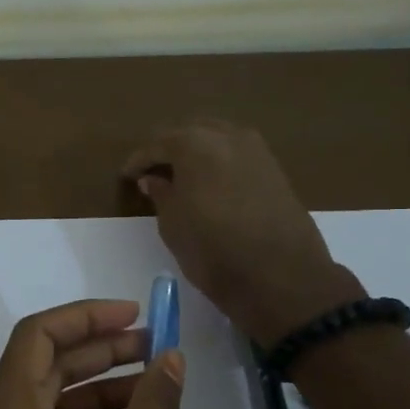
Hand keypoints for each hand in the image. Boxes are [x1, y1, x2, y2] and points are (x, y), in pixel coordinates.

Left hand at [0, 300, 184, 408]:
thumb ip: (154, 401)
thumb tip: (171, 357)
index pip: (38, 336)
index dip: (86, 316)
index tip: (134, 313)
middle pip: (45, 368)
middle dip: (100, 351)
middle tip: (154, 345)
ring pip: (53, 406)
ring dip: (101, 389)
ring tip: (154, 382)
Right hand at [122, 119, 363, 345]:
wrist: (282, 277)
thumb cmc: (214, 251)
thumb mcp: (173, 225)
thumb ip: (161, 194)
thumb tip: (154, 178)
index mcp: (196, 144)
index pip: (158, 143)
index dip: (139, 160)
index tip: (127, 176)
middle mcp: (228, 136)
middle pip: (190, 131)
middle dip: (169, 148)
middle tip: (153, 172)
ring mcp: (257, 150)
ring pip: (217, 138)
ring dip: (197, 152)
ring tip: (182, 177)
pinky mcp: (275, 169)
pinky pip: (237, 153)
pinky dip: (219, 161)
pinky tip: (211, 183)